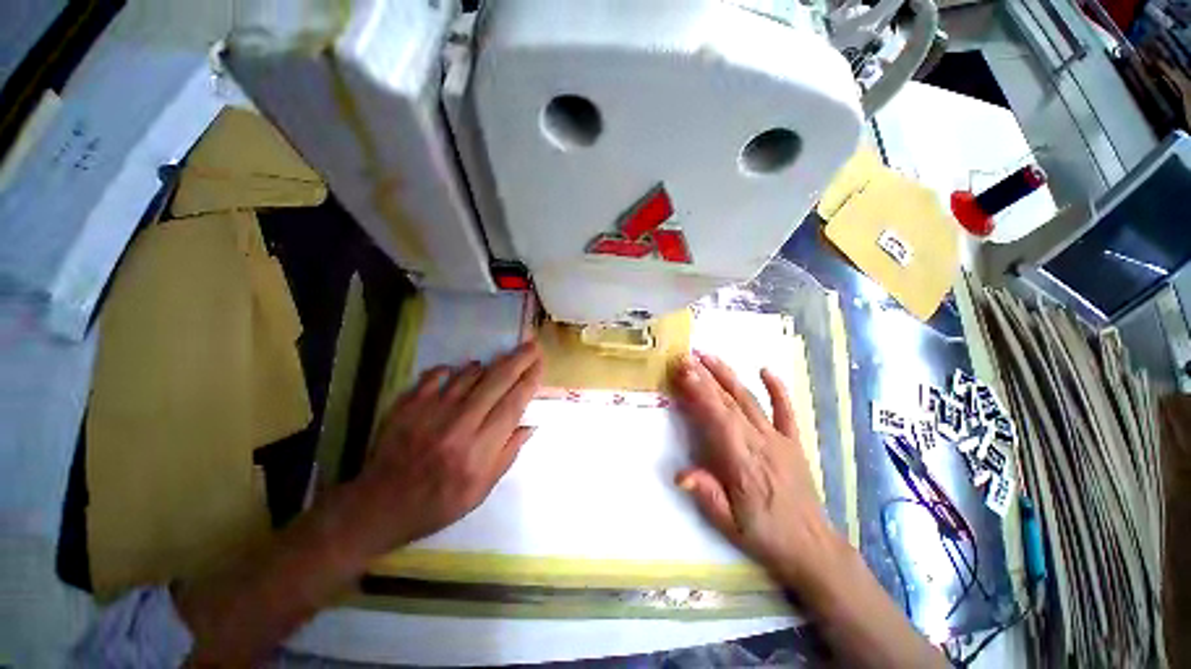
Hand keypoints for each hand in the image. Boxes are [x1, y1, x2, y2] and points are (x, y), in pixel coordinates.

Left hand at [354, 341, 543, 552]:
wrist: (378, 506)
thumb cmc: (437, 503)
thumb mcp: (480, 491)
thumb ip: (508, 454)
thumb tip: (530, 424)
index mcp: (478, 451)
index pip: (512, 406)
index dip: (529, 382)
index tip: (540, 365)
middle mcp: (457, 426)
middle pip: (496, 383)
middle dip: (518, 360)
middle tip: (532, 345)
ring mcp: (430, 412)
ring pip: (468, 375)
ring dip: (488, 366)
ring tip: (497, 363)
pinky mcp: (407, 406)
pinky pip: (436, 375)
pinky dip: (451, 369)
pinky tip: (458, 371)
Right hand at [671, 352, 844, 591]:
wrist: (811, 547)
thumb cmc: (764, 534)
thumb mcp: (729, 524)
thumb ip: (706, 495)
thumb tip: (679, 474)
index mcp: (743, 461)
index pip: (718, 417)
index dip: (701, 392)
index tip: (685, 371)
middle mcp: (760, 442)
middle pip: (730, 402)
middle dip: (706, 376)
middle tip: (688, 356)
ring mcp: (779, 439)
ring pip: (750, 400)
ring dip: (728, 376)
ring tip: (709, 356)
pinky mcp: (793, 441)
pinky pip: (786, 411)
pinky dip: (777, 389)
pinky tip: (765, 370)